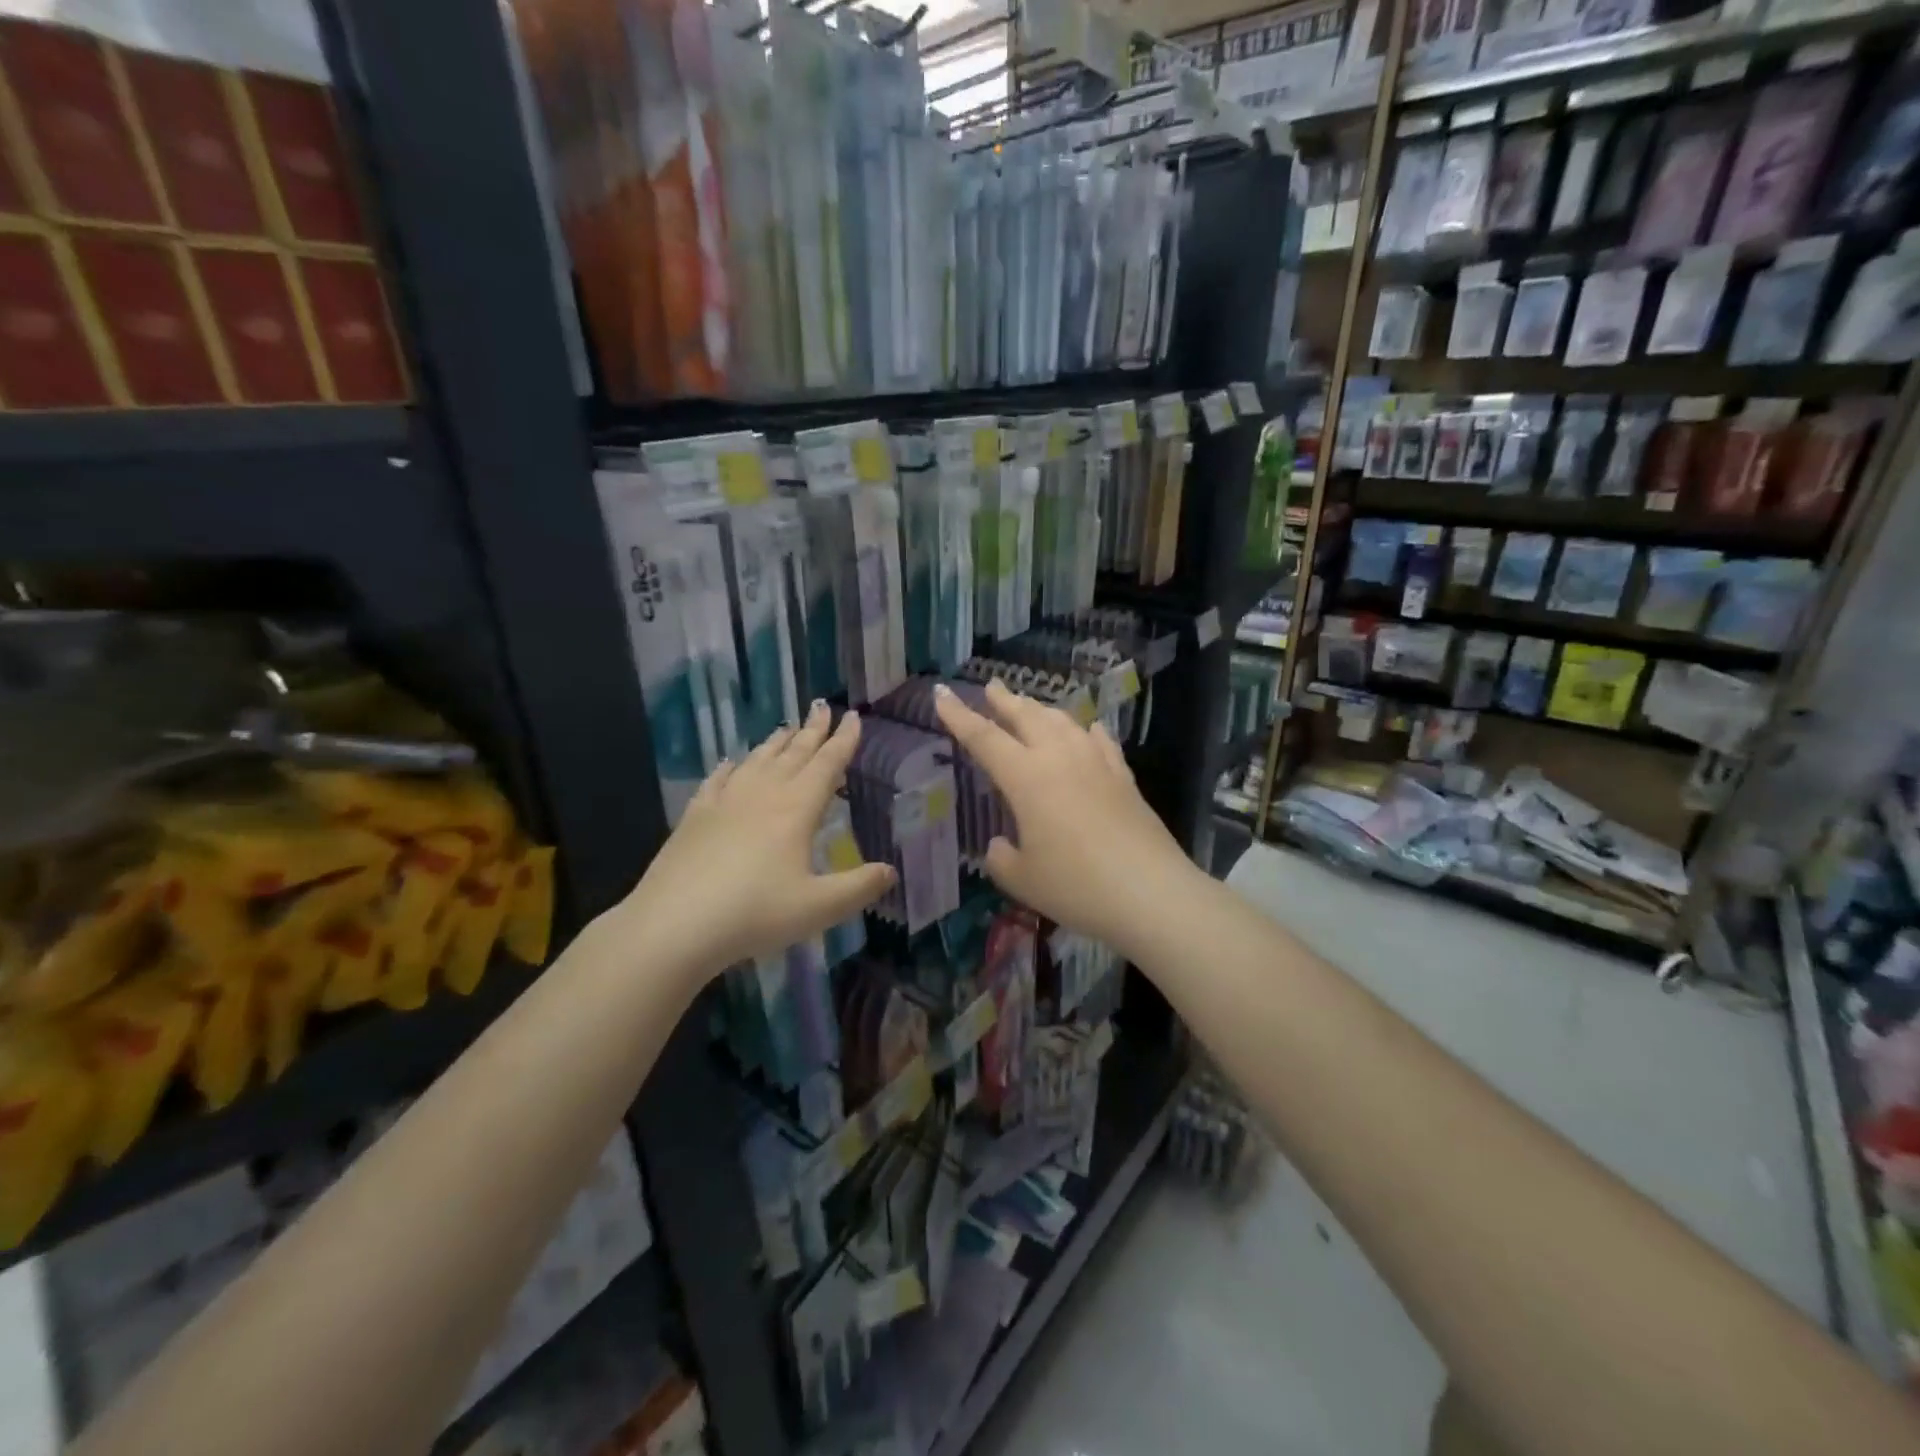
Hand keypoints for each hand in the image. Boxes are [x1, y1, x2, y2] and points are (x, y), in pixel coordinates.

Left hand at [618, 703, 893, 977]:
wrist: (674, 924)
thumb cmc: (755, 913)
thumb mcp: (819, 907)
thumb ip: (859, 887)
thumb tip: (891, 872)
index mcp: (796, 809)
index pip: (827, 764)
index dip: (843, 740)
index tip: (853, 716)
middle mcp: (763, 795)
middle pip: (793, 754)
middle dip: (812, 730)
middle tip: (823, 706)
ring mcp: (724, 802)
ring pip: (757, 761)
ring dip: (775, 743)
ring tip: (787, 728)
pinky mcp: (695, 816)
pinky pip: (717, 781)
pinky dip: (729, 768)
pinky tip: (730, 762)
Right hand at [933, 680, 1194, 953]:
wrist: (1150, 892)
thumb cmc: (1076, 886)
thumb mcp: (1022, 879)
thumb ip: (1002, 859)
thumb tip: (1000, 845)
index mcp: (1026, 777)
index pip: (984, 738)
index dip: (959, 715)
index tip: (942, 692)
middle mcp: (1060, 758)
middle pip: (1027, 717)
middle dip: (1005, 700)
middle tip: (992, 686)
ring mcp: (1096, 764)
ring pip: (1064, 722)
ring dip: (1042, 710)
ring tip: (1031, 705)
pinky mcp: (1124, 778)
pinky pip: (1100, 741)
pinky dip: (1087, 730)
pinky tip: (1088, 729)